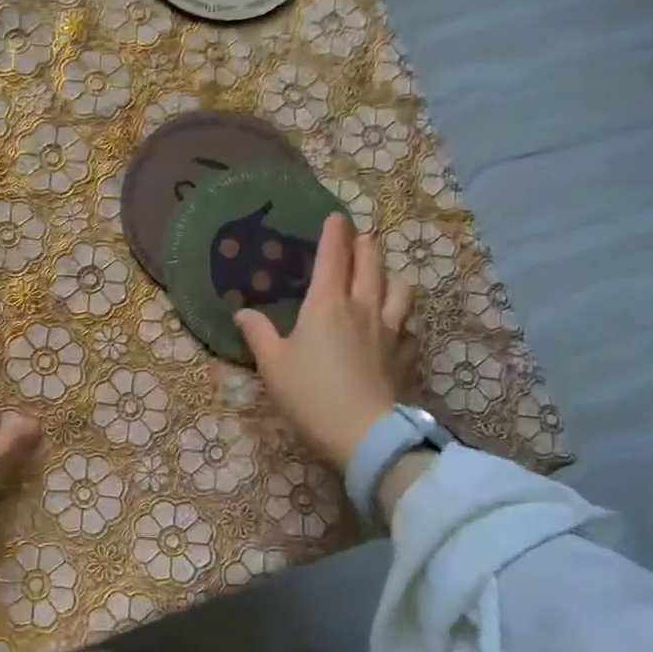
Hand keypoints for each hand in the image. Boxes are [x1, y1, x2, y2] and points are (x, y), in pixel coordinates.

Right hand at [235, 214, 414, 472]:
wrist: (364, 434)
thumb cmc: (310, 394)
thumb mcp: (273, 365)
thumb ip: (259, 334)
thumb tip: (243, 312)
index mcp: (327, 304)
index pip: (333, 257)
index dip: (334, 233)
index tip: (336, 217)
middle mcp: (363, 308)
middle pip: (371, 264)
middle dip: (365, 246)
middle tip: (360, 237)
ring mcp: (392, 330)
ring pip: (400, 289)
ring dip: (390, 275)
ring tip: (383, 276)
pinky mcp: (407, 355)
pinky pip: (409, 324)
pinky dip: (402, 316)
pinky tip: (396, 326)